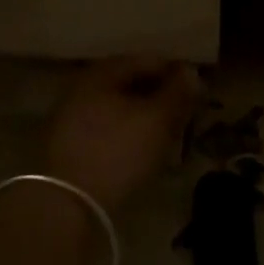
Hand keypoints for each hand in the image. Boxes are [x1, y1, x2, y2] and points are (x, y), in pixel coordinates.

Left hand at [43, 58, 199, 212]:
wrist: (67, 204)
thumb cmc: (116, 151)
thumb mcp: (156, 120)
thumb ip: (177, 93)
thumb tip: (192, 71)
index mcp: (102, 72)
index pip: (146, 60)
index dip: (175, 73)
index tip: (197, 91)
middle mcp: (83, 86)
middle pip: (130, 83)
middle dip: (159, 95)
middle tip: (185, 113)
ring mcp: (72, 116)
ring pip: (119, 107)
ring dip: (144, 116)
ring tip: (169, 134)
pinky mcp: (70, 145)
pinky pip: (107, 128)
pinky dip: (128, 132)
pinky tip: (142, 150)